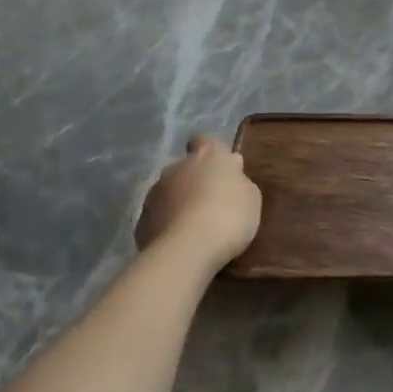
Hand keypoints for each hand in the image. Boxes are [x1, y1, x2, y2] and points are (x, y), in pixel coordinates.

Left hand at [135, 136, 260, 271]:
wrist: (187, 250)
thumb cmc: (229, 215)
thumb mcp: (251, 197)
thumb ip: (239, 181)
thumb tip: (231, 173)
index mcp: (208, 155)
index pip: (205, 141)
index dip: (213, 153)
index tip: (221, 168)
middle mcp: (177, 167)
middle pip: (186, 168)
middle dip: (195, 180)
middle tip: (212, 201)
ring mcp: (155, 194)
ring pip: (169, 192)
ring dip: (179, 202)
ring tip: (195, 225)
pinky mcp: (141, 221)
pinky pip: (158, 216)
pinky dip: (167, 223)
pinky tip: (180, 241)